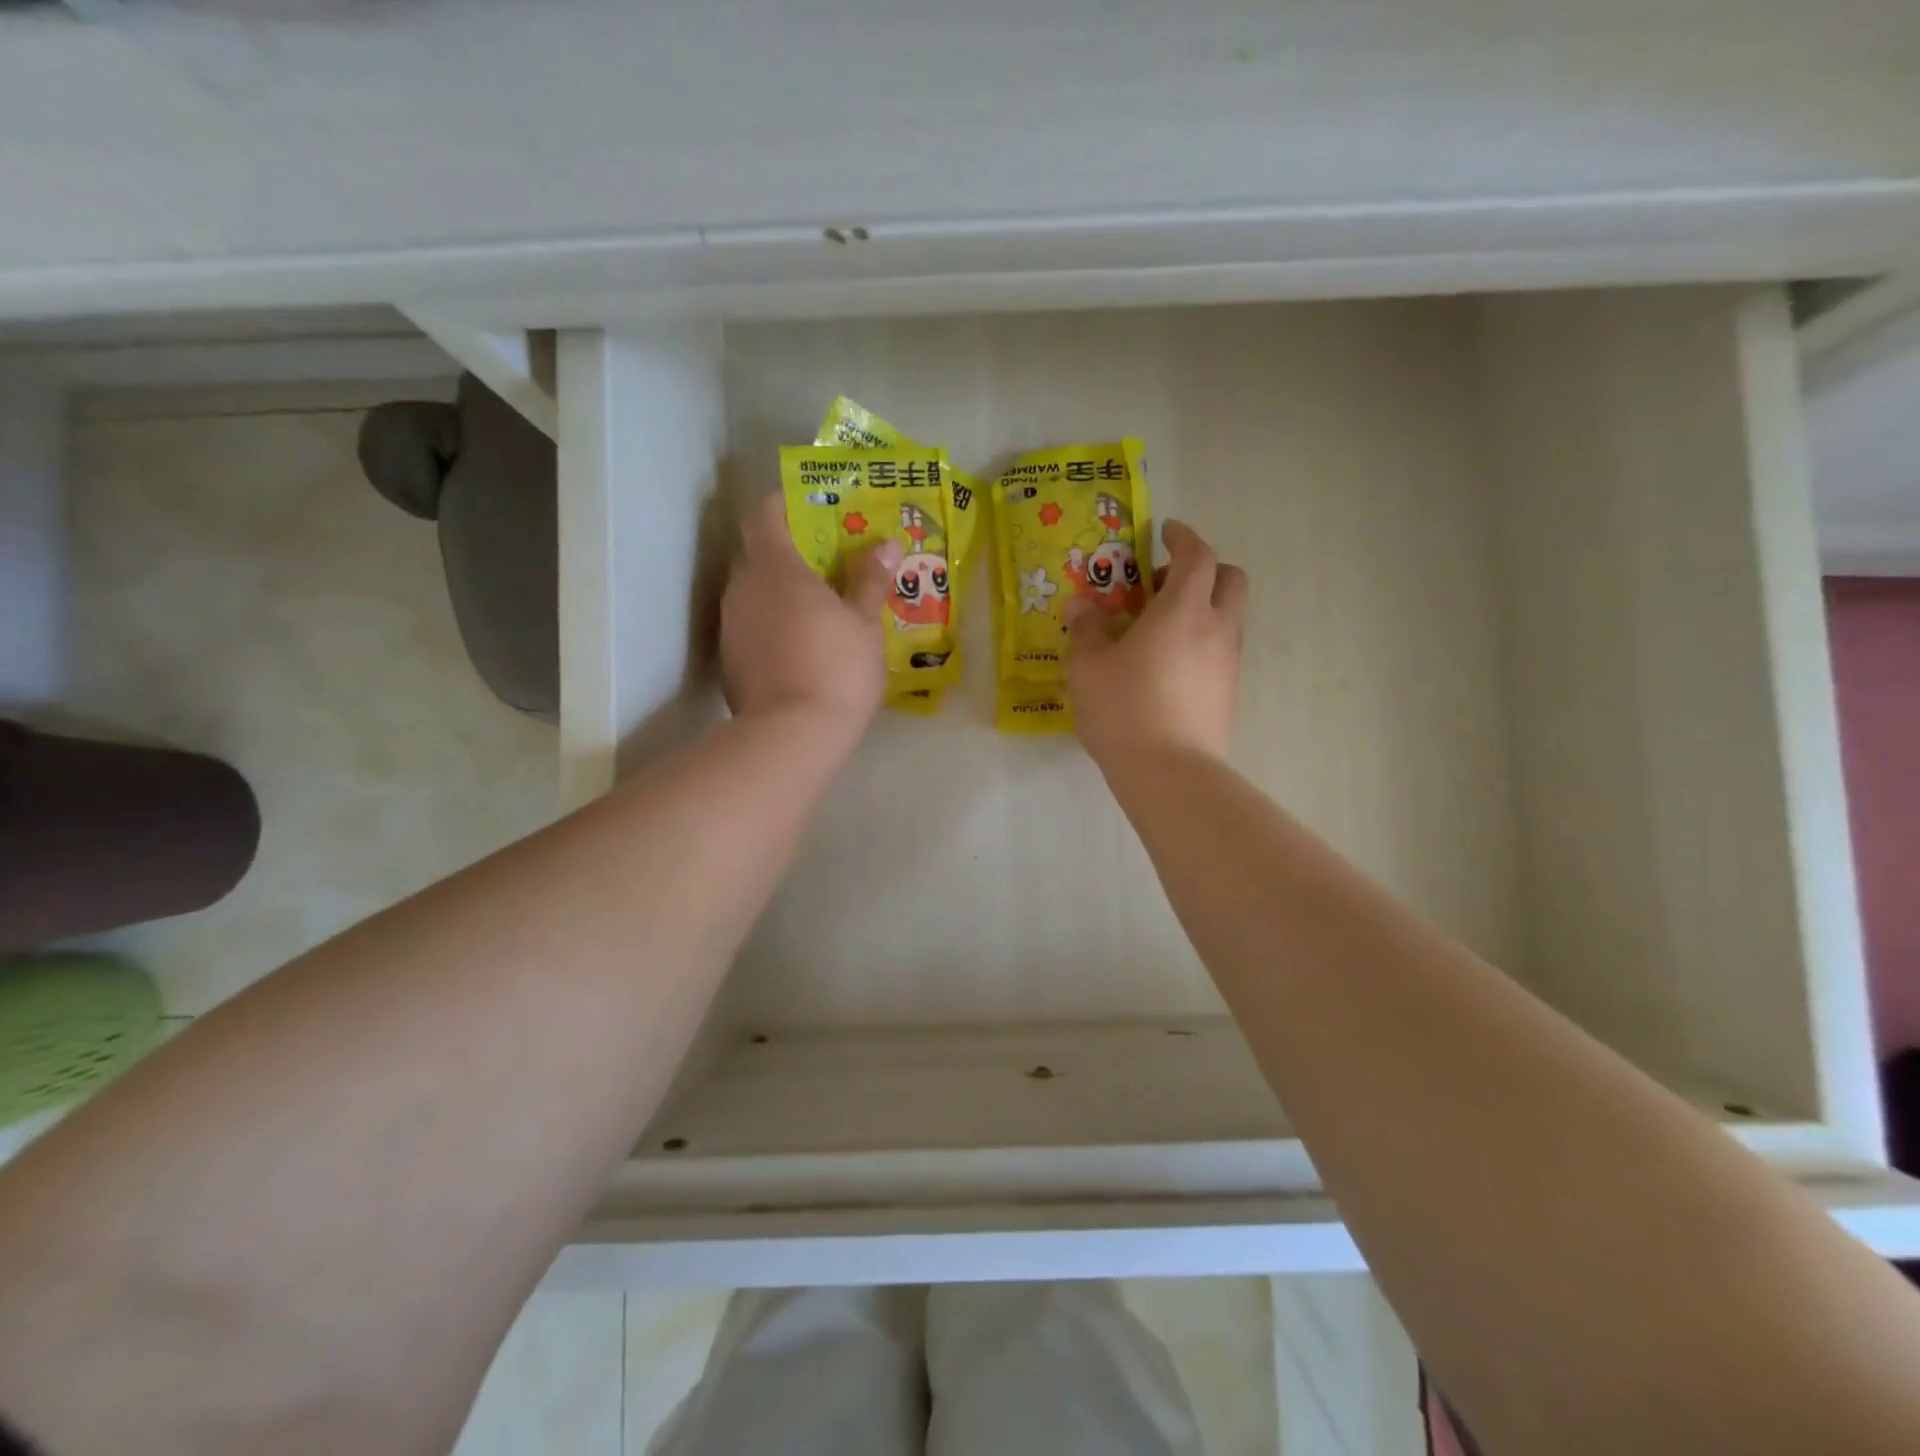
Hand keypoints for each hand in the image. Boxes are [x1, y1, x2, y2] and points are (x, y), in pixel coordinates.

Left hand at [720, 492, 900, 737]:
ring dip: (778, 591)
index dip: (785, 505)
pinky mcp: (729, 658)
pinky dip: (770, 623)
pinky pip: (750, 624)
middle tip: (827, 563)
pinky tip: (799, 645)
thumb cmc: (836, 668)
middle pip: (758, 552)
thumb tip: (885, 545)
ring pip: (752, 591)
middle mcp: (743, 587)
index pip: (765, 515)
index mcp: (776, 567)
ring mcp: (730, 624)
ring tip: (817, 607)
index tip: (813, 511)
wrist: (792, 735)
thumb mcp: (865, 623)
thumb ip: (871, 580)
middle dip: (788, 551)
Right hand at [1065, 520, 1246, 764]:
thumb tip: (1081, 606)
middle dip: (1204, 569)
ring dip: (1203, 607)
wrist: (1170, 773)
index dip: (1183, 537)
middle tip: (1165, 584)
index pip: (1197, 555)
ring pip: (1229, 616)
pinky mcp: (1229, 693)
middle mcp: (1217, 628)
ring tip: (1160, 630)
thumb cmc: (1124, 709)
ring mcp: (1229, 662)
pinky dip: (1202, 640)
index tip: (1164, 532)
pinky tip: (1168, 666)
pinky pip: (1221, 650)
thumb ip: (1086, 630)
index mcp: (1184, 609)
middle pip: (1230, 578)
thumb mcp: (1088, 667)